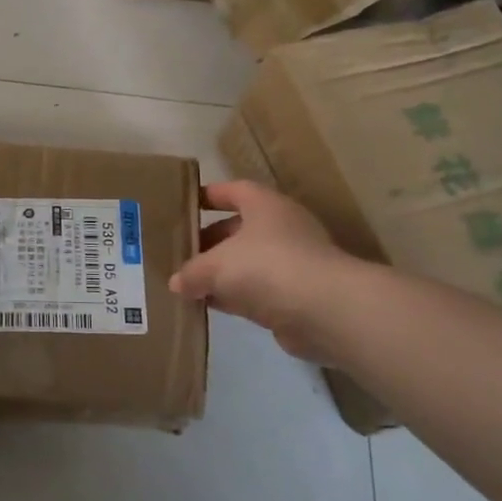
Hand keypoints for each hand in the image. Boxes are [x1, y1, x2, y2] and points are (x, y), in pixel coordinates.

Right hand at [170, 181, 365, 363]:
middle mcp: (281, 228)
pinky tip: (209, 305)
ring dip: (221, 272)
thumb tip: (176, 282)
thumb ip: (192, 272)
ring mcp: (291, 262)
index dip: (208, 195)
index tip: (184, 205)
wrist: (325, 310)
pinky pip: (256, 290)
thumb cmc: (266, 267)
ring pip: (246, 262)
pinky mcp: (295, 295)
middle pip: (238, 229)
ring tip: (187, 282)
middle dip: (209, 241)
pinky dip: (234, 296)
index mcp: (265, 205)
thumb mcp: (215, 265)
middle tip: (179, 252)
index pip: (233, 190)